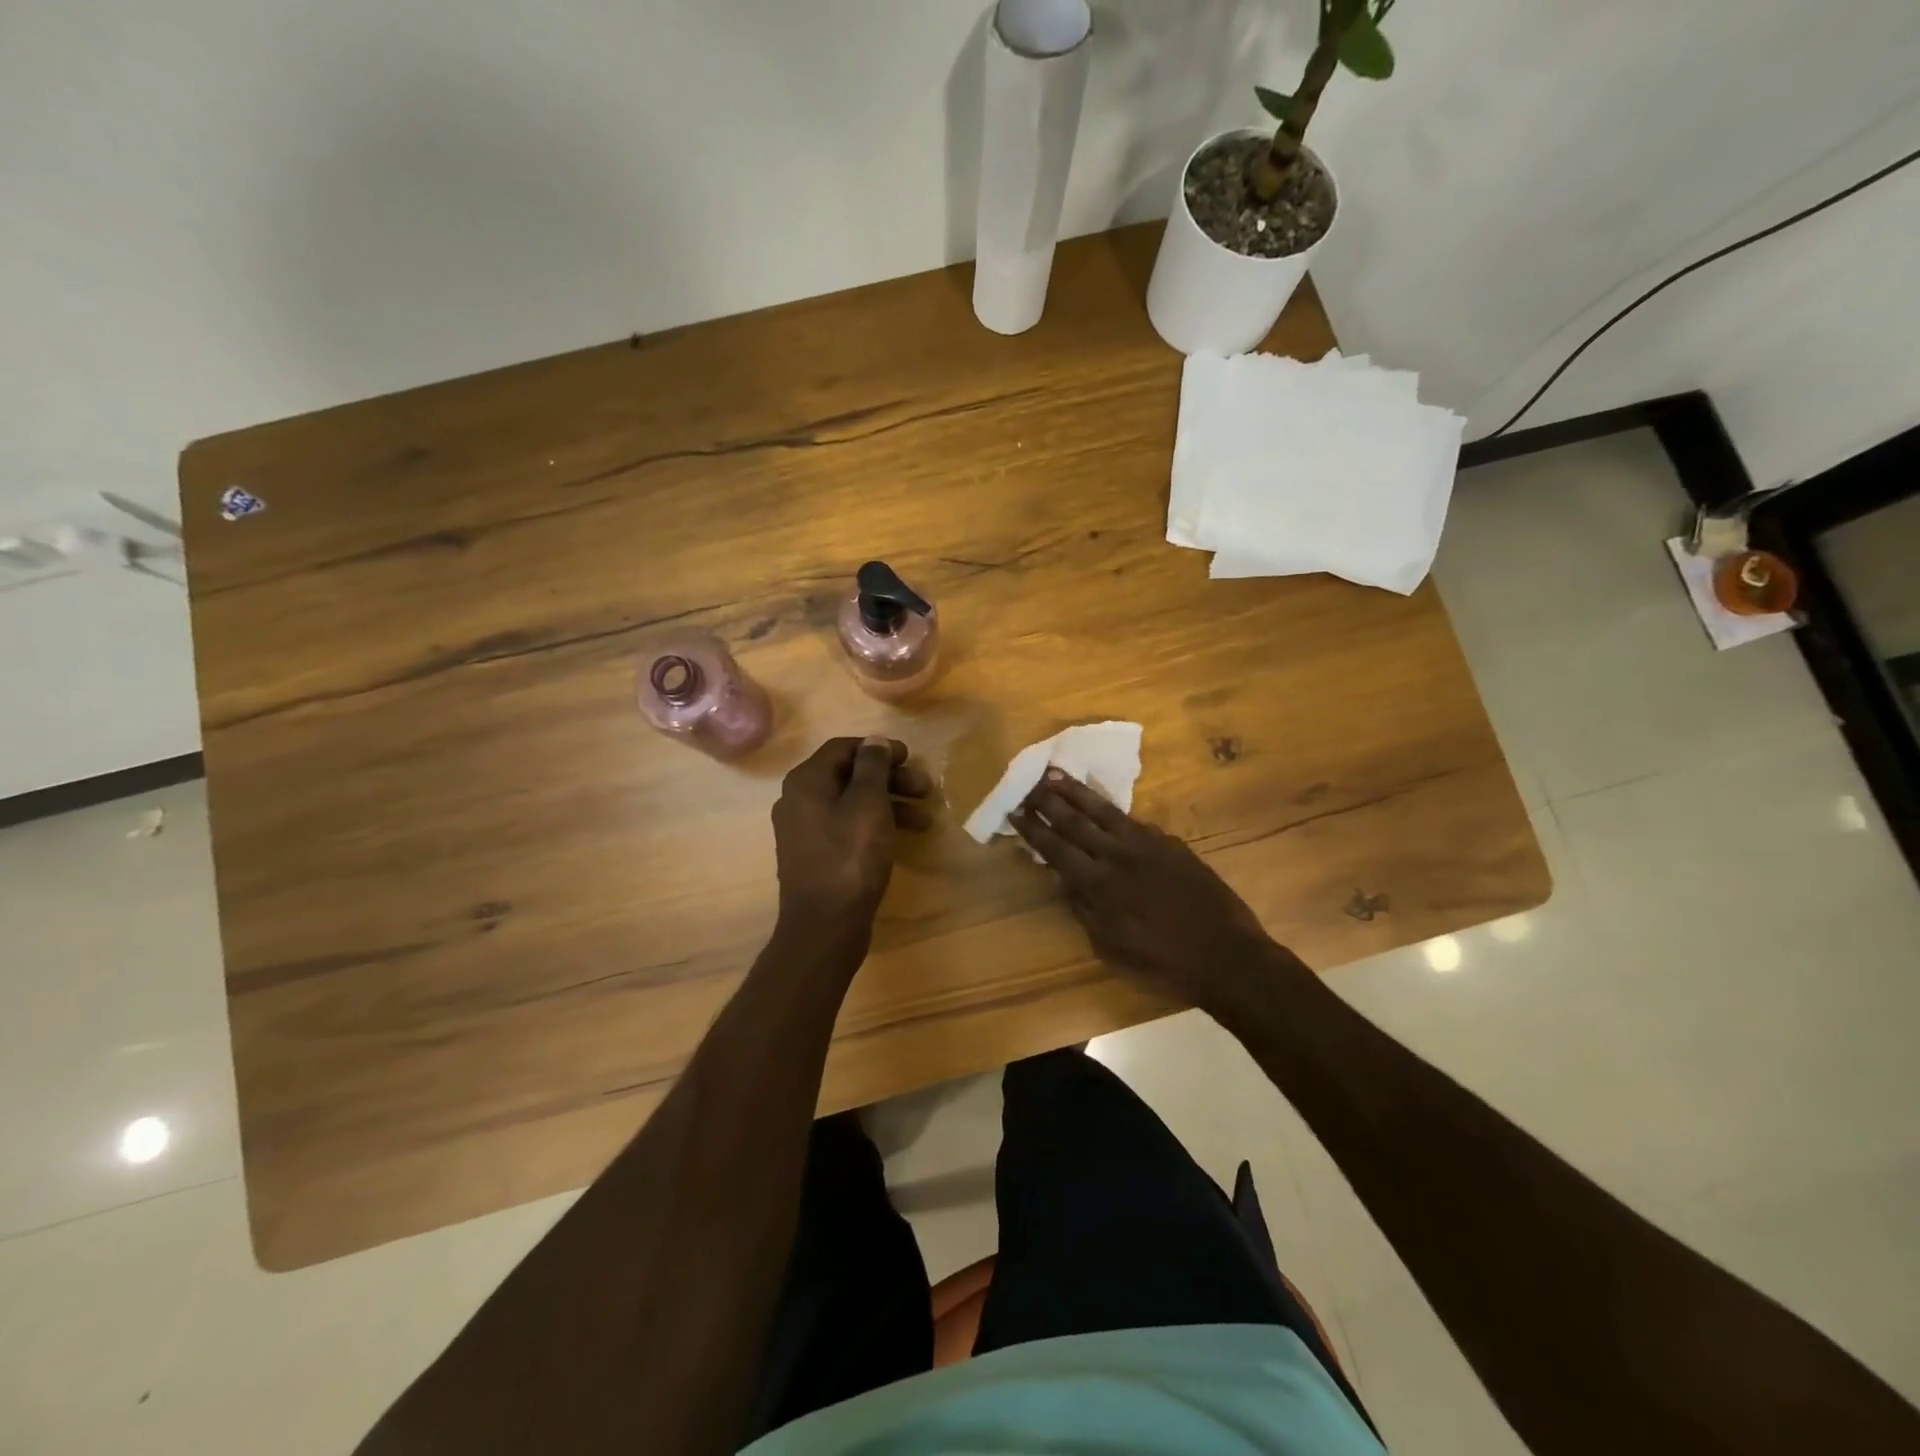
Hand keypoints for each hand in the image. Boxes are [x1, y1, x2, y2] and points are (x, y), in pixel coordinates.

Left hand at [772, 736, 933, 934]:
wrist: (825, 925)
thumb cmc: (850, 858)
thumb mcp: (868, 804)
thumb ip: (872, 767)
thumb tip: (874, 741)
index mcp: (806, 782)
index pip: (843, 748)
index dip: (879, 748)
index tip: (911, 757)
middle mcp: (798, 800)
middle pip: (849, 776)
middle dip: (890, 779)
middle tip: (925, 789)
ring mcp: (804, 831)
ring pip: (851, 804)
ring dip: (889, 804)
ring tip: (924, 820)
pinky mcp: (815, 856)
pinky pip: (846, 827)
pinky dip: (874, 826)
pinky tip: (901, 839)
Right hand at [1010, 769, 1281, 1018]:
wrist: (1224, 954)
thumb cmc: (1162, 960)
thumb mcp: (1110, 945)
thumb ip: (1084, 909)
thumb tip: (1063, 880)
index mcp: (1099, 884)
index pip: (1056, 849)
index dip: (1034, 829)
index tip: (1015, 809)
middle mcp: (1118, 856)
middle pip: (1075, 821)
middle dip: (1048, 800)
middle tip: (1028, 782)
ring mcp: (1146, 844)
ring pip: (1104, 811)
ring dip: (1076, 791)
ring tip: (1055, 773)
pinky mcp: (1170, 842)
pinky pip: (1134, 821)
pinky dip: (1113, 811)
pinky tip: (1103, 804)